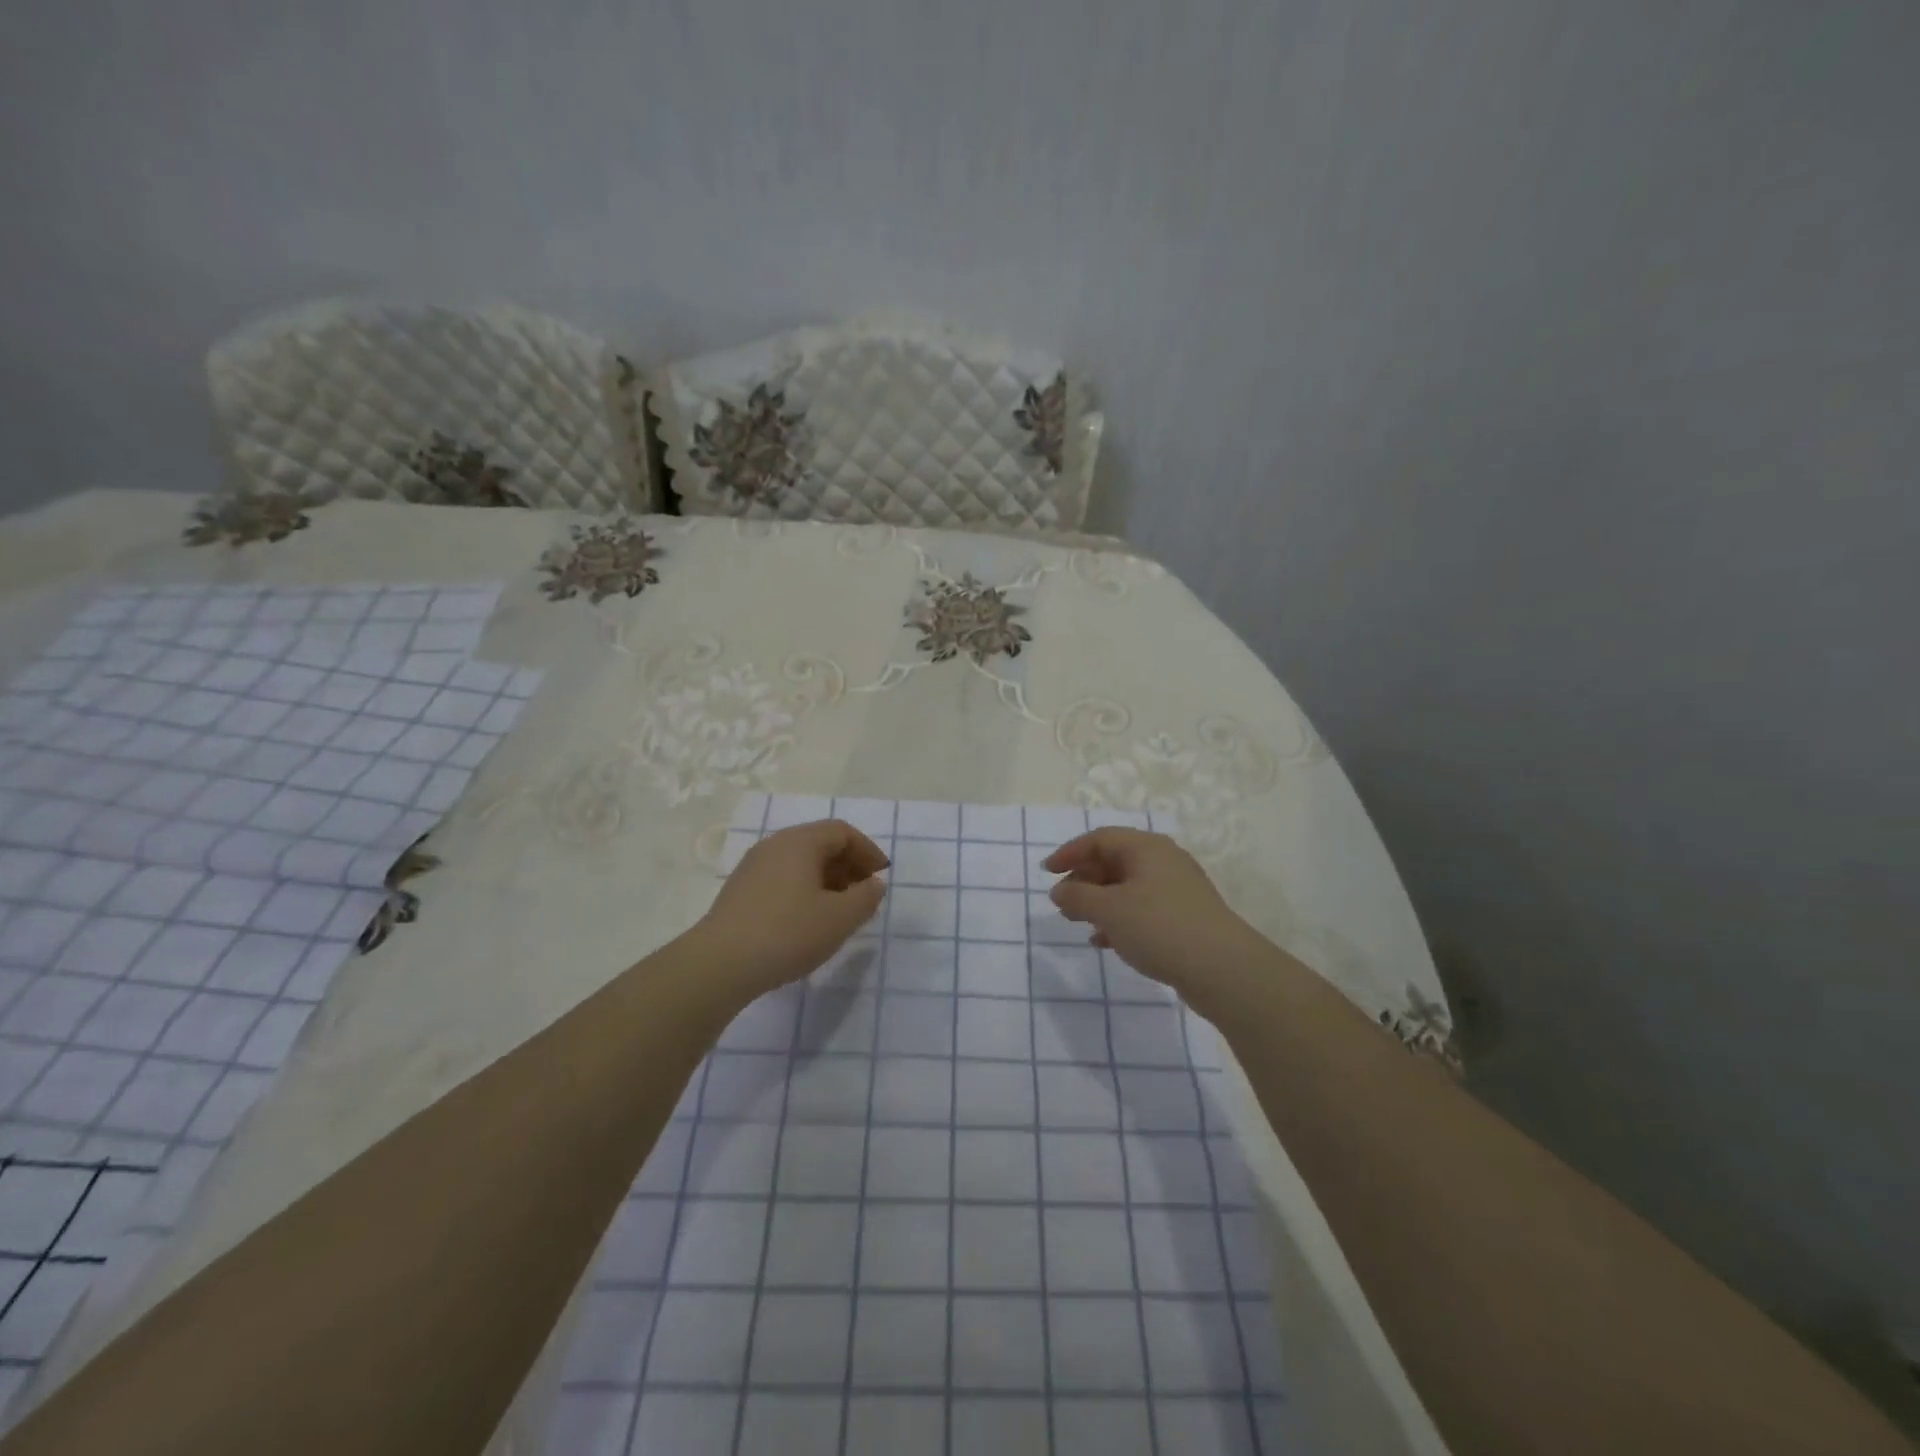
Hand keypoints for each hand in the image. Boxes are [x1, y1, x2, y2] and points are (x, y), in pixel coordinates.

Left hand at [697, 819, 888, 999]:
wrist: (720, 964)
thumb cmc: (789, 933)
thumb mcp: (840, 918)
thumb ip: (866, 897)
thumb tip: (874, 884)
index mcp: (800, 842)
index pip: (842, 832)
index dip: (868, 851)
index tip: (882, 876)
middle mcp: (774, 845)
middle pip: (820, 844)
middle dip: (848, 866)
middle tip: (865, 894)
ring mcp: (753, 867)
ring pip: (800, 863)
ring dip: (827, 880)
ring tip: (839, 911)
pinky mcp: (740, 892)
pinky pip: (782, 879)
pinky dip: (804, 891)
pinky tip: (808, 922)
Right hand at [1045, 828, 1267, 1004]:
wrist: (1223, 969)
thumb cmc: (1159, 927)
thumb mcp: (1109, 910)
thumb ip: (1078, 897)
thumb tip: (1060, 891)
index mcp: (1146, 848)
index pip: (1100, 839)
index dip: (1070, 852)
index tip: (1047, 872)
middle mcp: (1163, 861)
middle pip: (1114, 861)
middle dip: (1084, 880)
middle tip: (1062, 902)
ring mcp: (1177, 890)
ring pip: (1127, 887)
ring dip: (1099, 902)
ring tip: (1078, 923)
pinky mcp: (1184, 917)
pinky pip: (1142, 909)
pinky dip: (1120, 920)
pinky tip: (1106, 942)